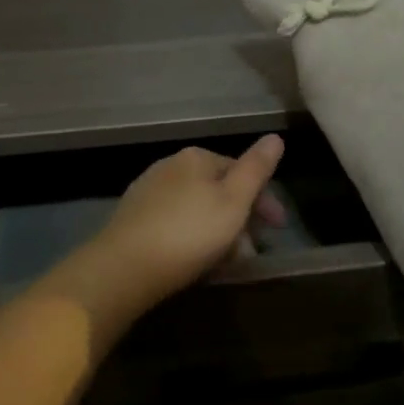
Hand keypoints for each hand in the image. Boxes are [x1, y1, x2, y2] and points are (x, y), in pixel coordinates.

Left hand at [59, 136, 286, 328]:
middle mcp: (170, 166)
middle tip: (252, 253)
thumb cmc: (189, 232)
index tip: (279, 228)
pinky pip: (176, 224)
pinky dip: (194, 239)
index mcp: (197, 158)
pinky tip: (196, 262)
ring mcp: (149, 192)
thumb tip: (275, 137)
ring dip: (219, 233)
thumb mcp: (234, 200)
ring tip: (228, 264)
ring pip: (198, 209)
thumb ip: (256, 169)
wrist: (124, 267)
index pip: (241, 170)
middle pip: (218, 191)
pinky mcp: (134, 219)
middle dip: (241, 220)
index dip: (264, 199)